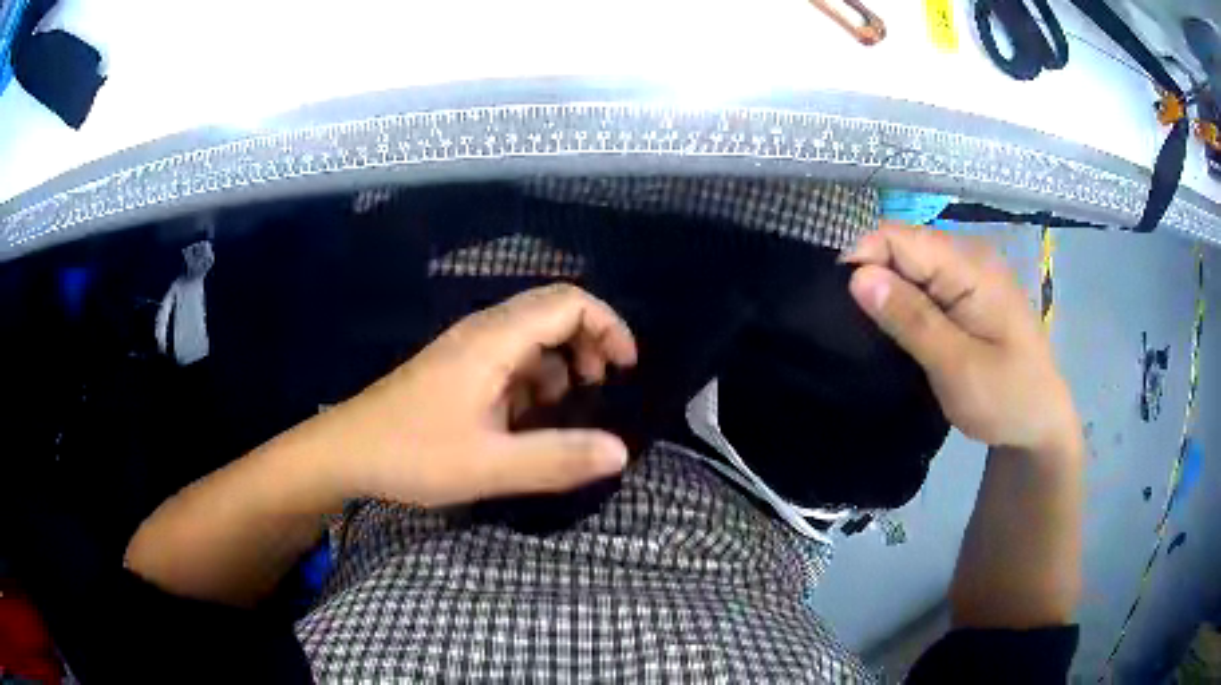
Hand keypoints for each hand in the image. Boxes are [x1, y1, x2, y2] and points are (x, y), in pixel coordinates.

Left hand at [319, 284, 637, 506]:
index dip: (608, 326)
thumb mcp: (489, 466)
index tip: (626, 369)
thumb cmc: (412, 454)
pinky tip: (528, 420)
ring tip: (567, 410)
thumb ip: (557, 459)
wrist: (345, 452)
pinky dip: (533, 381)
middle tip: (600, 389)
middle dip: (589, 344)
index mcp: (494, 340)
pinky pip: (509, 361)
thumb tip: (621, 452)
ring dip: (561, 365)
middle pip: (553, 313)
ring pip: (532, 338)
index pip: (568, 302)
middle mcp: (483, 333)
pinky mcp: (456, 370)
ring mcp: (467, 351)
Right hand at [844, 223, 1078, 454]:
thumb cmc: (1007, 399)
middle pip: (902, 246)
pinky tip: (896, 330)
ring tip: (870, 334)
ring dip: (886, 293)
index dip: (863, 260)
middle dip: (872, 278)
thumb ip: (911, 320)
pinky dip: (903, 303)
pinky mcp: (966, 292)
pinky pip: (923, 283)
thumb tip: (857, 277)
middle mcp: (968, 256)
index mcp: (971, 266)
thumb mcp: (958, 367)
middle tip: (855, 331)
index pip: (898, 237)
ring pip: (909, 265)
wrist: (1040, 423)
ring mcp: (969, 273)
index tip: (841, 307)